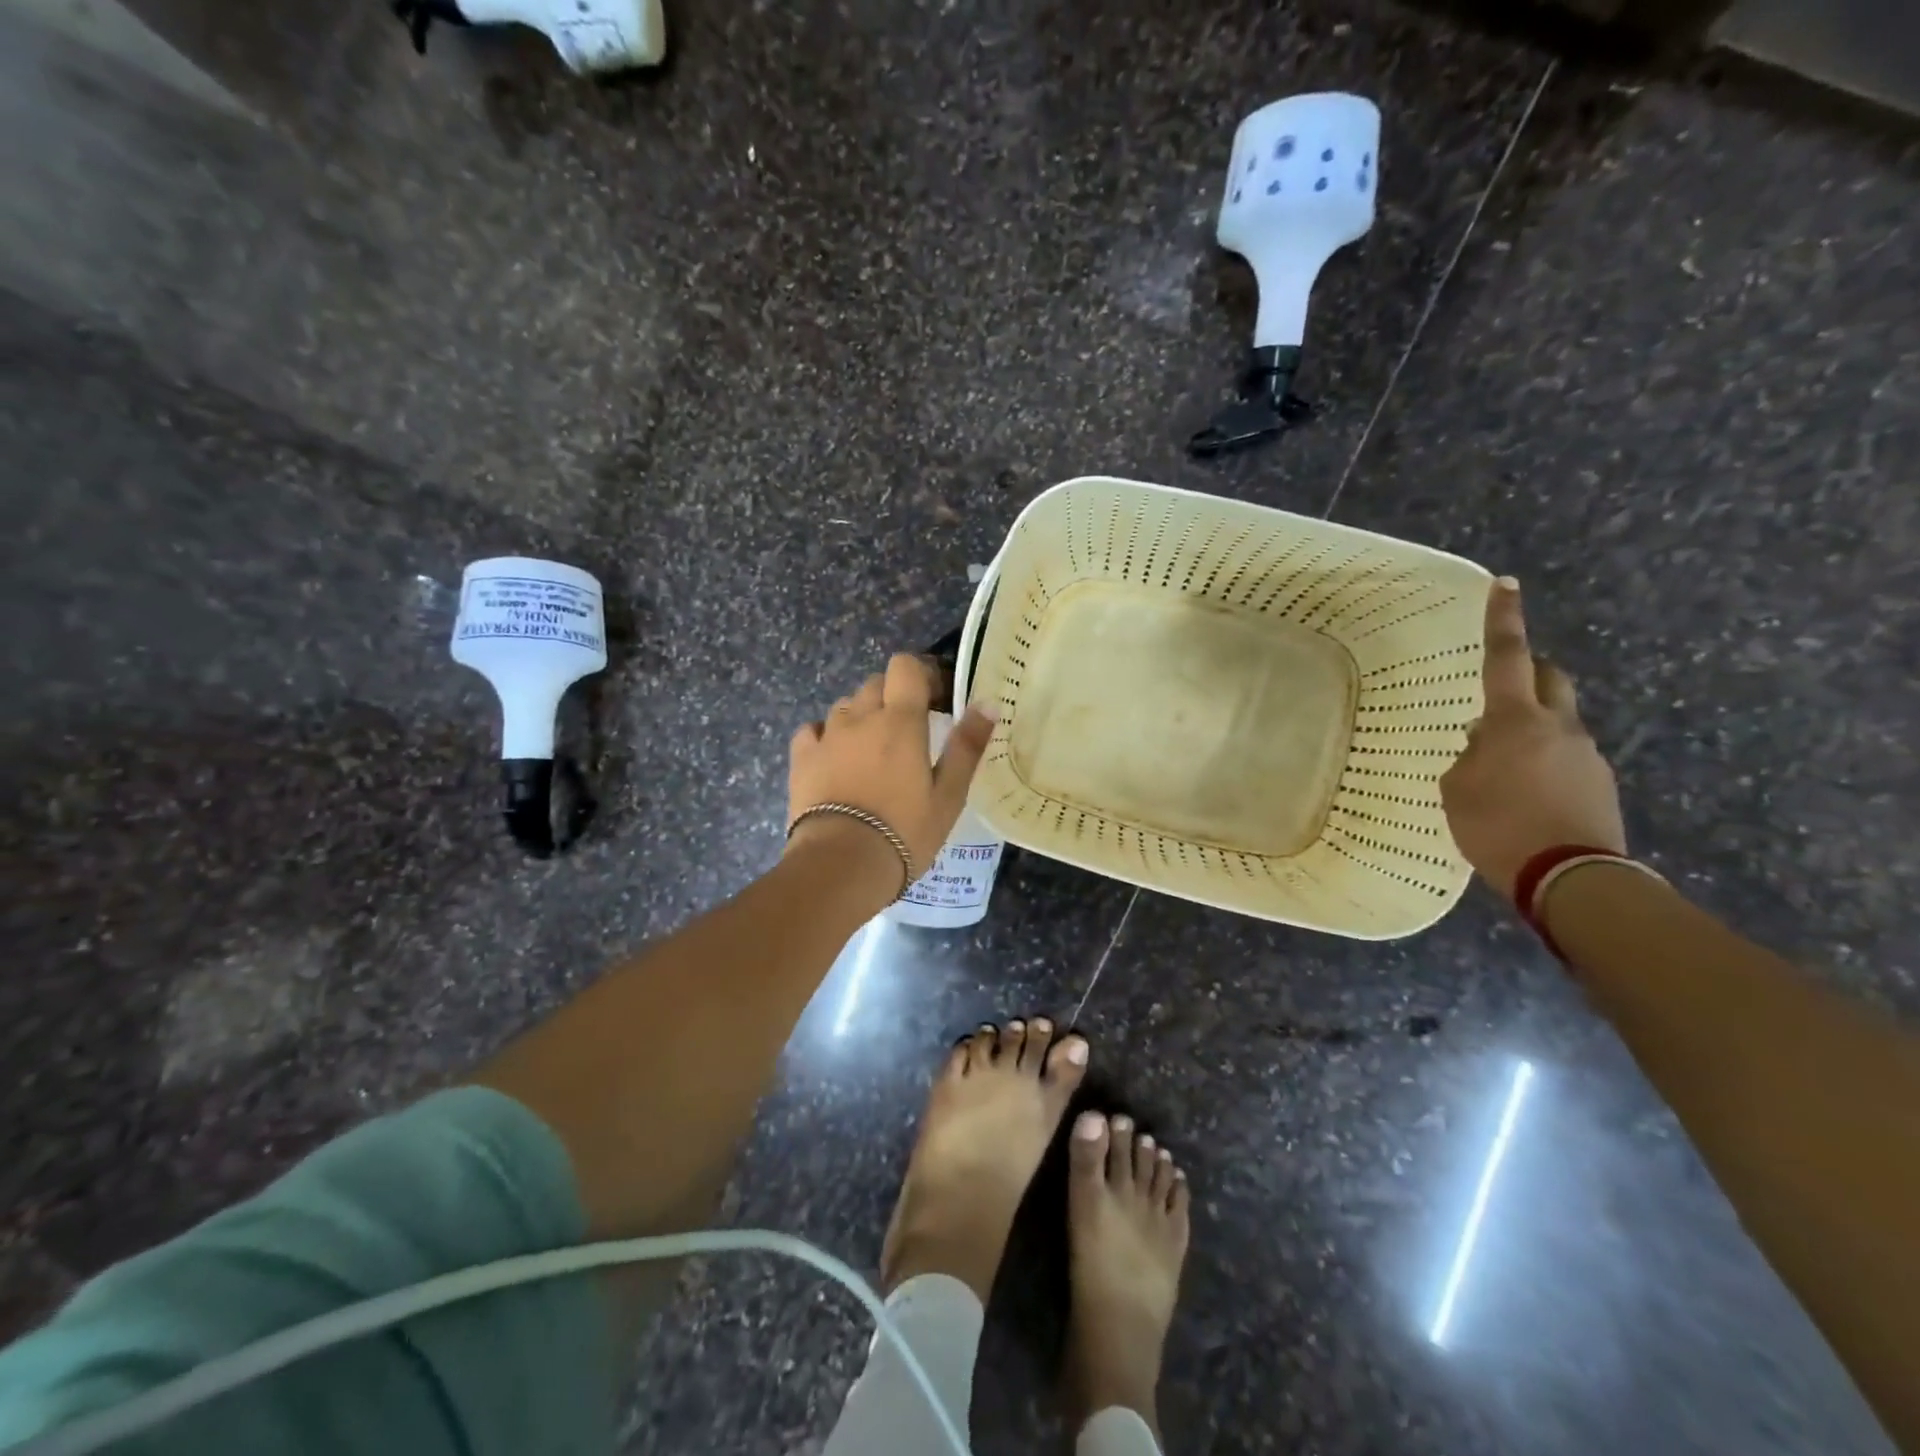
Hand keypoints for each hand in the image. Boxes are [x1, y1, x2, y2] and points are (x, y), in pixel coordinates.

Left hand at [787, 654, 996, 888]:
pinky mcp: (801, 759)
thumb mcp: (948, 796)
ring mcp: (826, 736)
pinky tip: (835, 758)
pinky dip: (827, 736)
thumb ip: (967, 746)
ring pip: (846, 706)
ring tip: (873, 751)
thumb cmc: (905, 831)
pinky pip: (813, 730)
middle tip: (910, 731)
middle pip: (875, 683)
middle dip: (894, 697)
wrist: (841, 865)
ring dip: (862, 717)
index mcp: (900, 721)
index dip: (921, 674)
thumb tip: (987, 703)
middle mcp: (860, 717)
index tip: (936, 701)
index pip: (905, 666)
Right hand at [1439, 579, 1625, 900]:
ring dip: (1530, 729)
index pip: (1506, 657)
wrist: (1571, 878)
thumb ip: (1468, 756)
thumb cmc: (1497, 826)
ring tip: (1500, 767)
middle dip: (1528, 672)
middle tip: (1502, 686)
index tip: (1504, 584)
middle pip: (1549, 679)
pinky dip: (1542, 762)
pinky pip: (1565, 757)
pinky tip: (1523, 795)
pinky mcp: (1600, 784)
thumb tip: (1484, 744)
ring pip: (1556, 722)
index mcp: (1515, 720)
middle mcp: (1558, 727)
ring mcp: (1586, 755)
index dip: (1503, 619)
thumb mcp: (1457, 788)